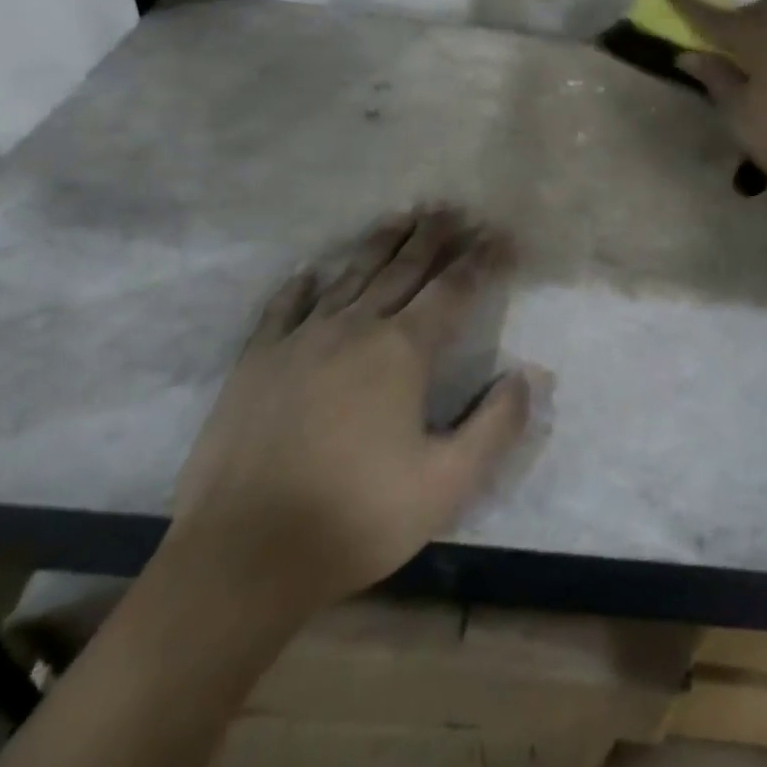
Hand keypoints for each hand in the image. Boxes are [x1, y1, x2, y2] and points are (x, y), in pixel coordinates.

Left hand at [166, 208, 534, 619]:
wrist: (240, 559)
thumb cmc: (355, 519)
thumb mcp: (447, 485)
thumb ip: (495, 426)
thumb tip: (525, 376)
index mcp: (402, 350)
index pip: (454, 289)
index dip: (482, 259)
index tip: (502, 236)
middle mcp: (355, 328)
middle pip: (404, 268)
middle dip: (434, 236)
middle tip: (453, 208)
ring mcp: (300, 340)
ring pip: (350, 275)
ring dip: (380, 243)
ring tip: (401, 217)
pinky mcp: (256, 361)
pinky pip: (285, 307)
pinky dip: (303, 283)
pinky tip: (312, 270)